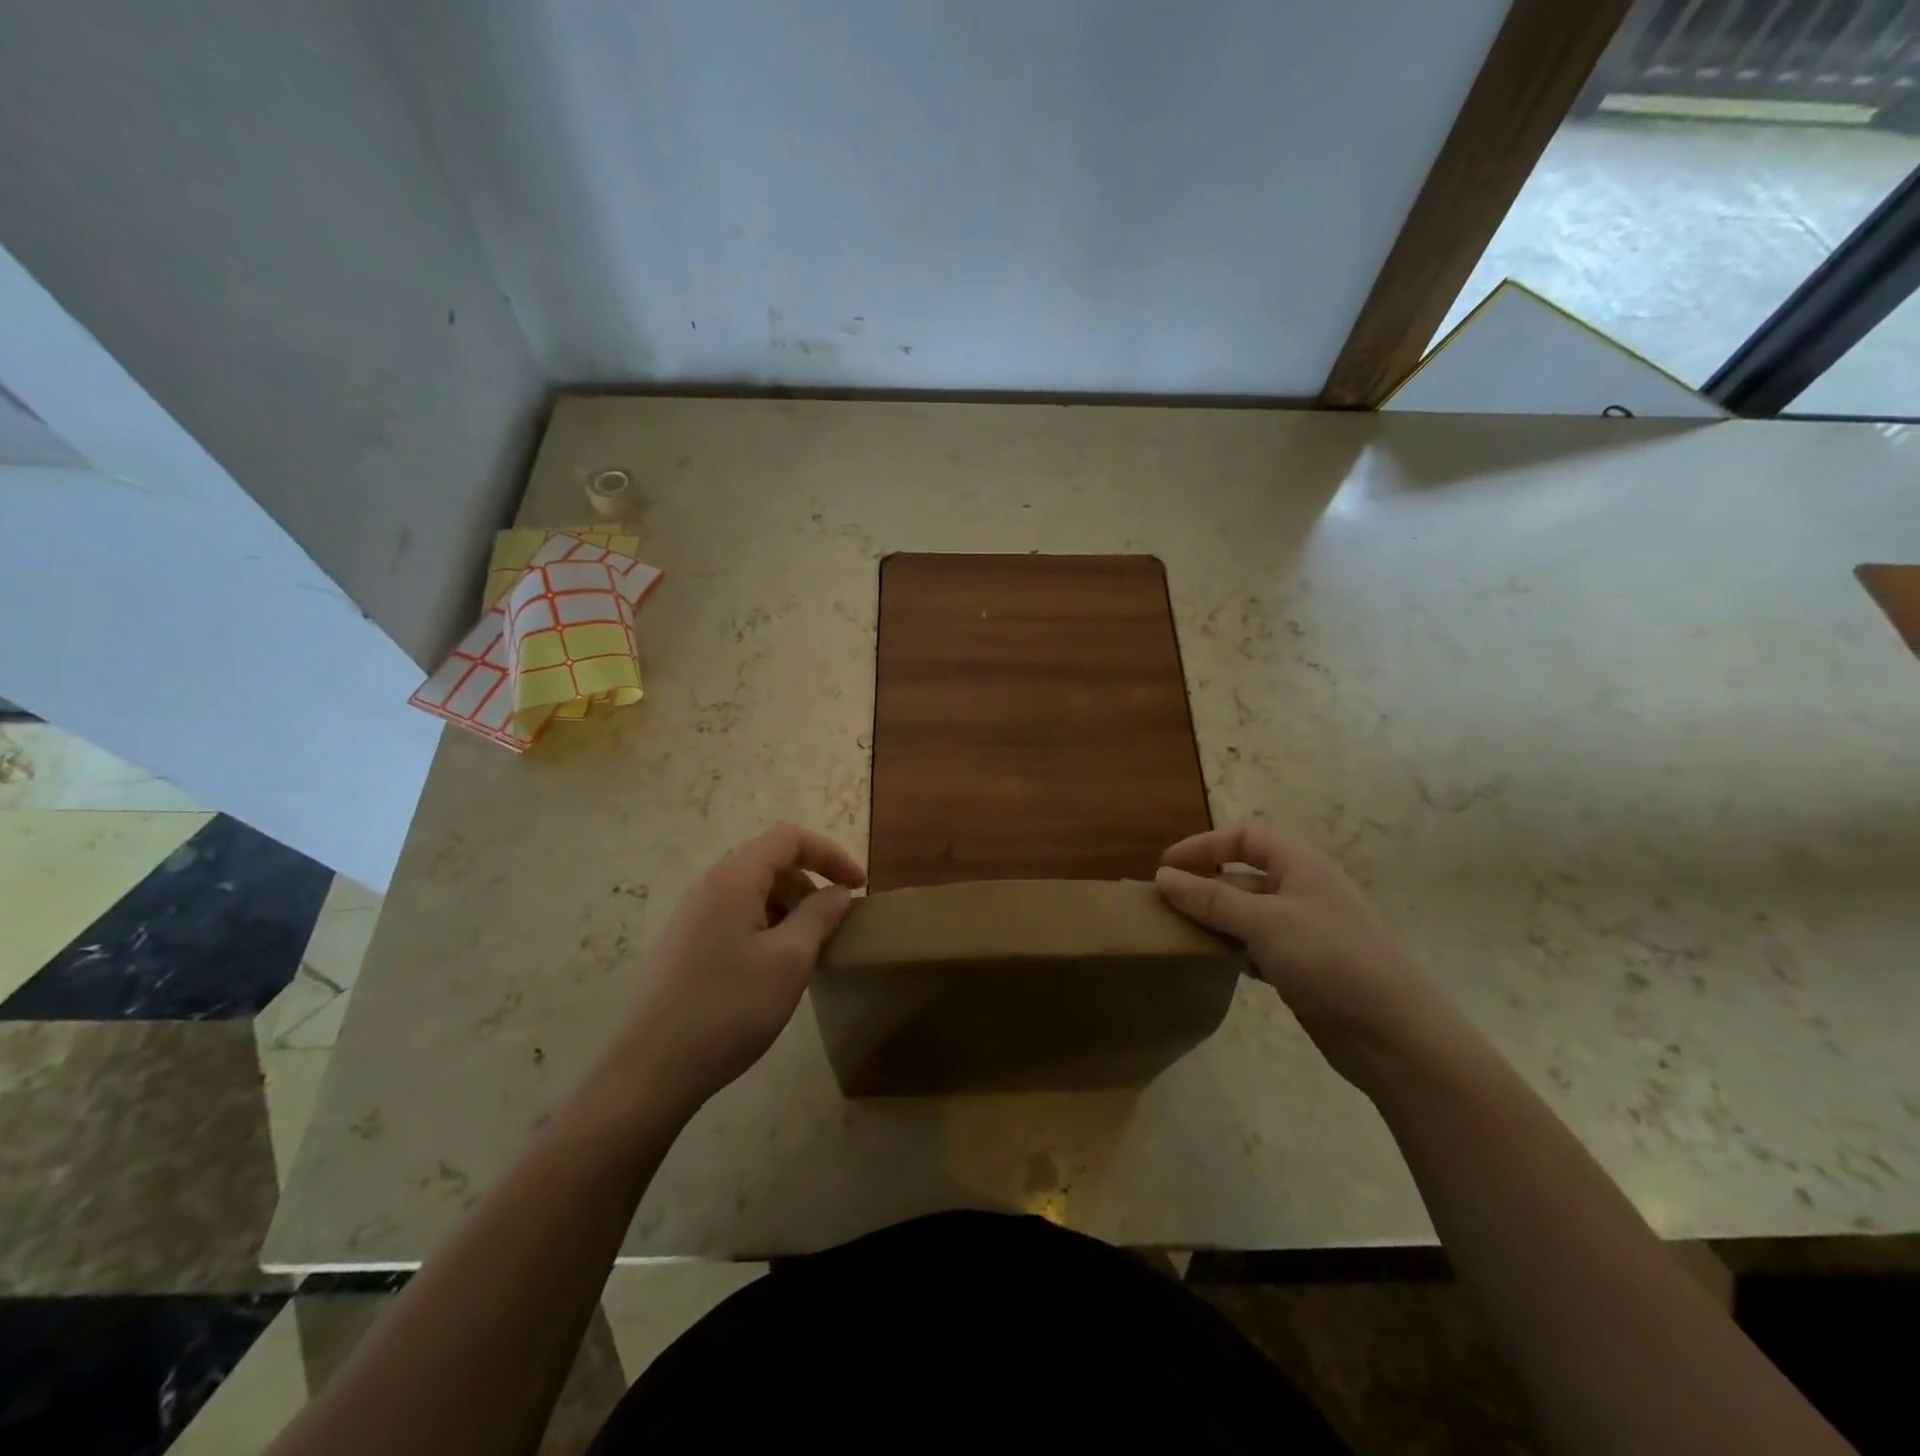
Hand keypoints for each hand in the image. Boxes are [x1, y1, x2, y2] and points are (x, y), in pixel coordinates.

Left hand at [601, 825, 865, 1119]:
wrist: (649, 1071)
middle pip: (771, 861)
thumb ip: (820, 916)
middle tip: (834, 924)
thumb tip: (838, 892)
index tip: (859, 887)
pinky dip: (767, 927)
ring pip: (754, 892)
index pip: (790, 838)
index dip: (831, 854)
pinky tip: (774, 969)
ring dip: (790, 908)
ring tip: (809, 950)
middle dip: (811, 883)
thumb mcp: (790, 960)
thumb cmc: (728, 1008)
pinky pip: (737, 916)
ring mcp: (693, 916)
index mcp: (733, 878)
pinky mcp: (686, 945)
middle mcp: (709, 886)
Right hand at [1155, 822, 1451, 1085]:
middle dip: (1202, 886)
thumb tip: (1163, 876)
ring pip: (1245, 913)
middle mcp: (1300, 890)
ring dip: (1213, 920)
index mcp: (1300, 865)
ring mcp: (1301, 930)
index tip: (1165, 868)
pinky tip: (1209, 963)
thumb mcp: (1265, 922)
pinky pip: (1254, 946)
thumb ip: (1211, 899)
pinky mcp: (1300, 966)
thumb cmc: (1331, 959)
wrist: (1394, 1034)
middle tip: (1163, 906)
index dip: (1203, 846)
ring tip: (1176, 935)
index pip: (1243, 837)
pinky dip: (1230, 950)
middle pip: (1241, 875)